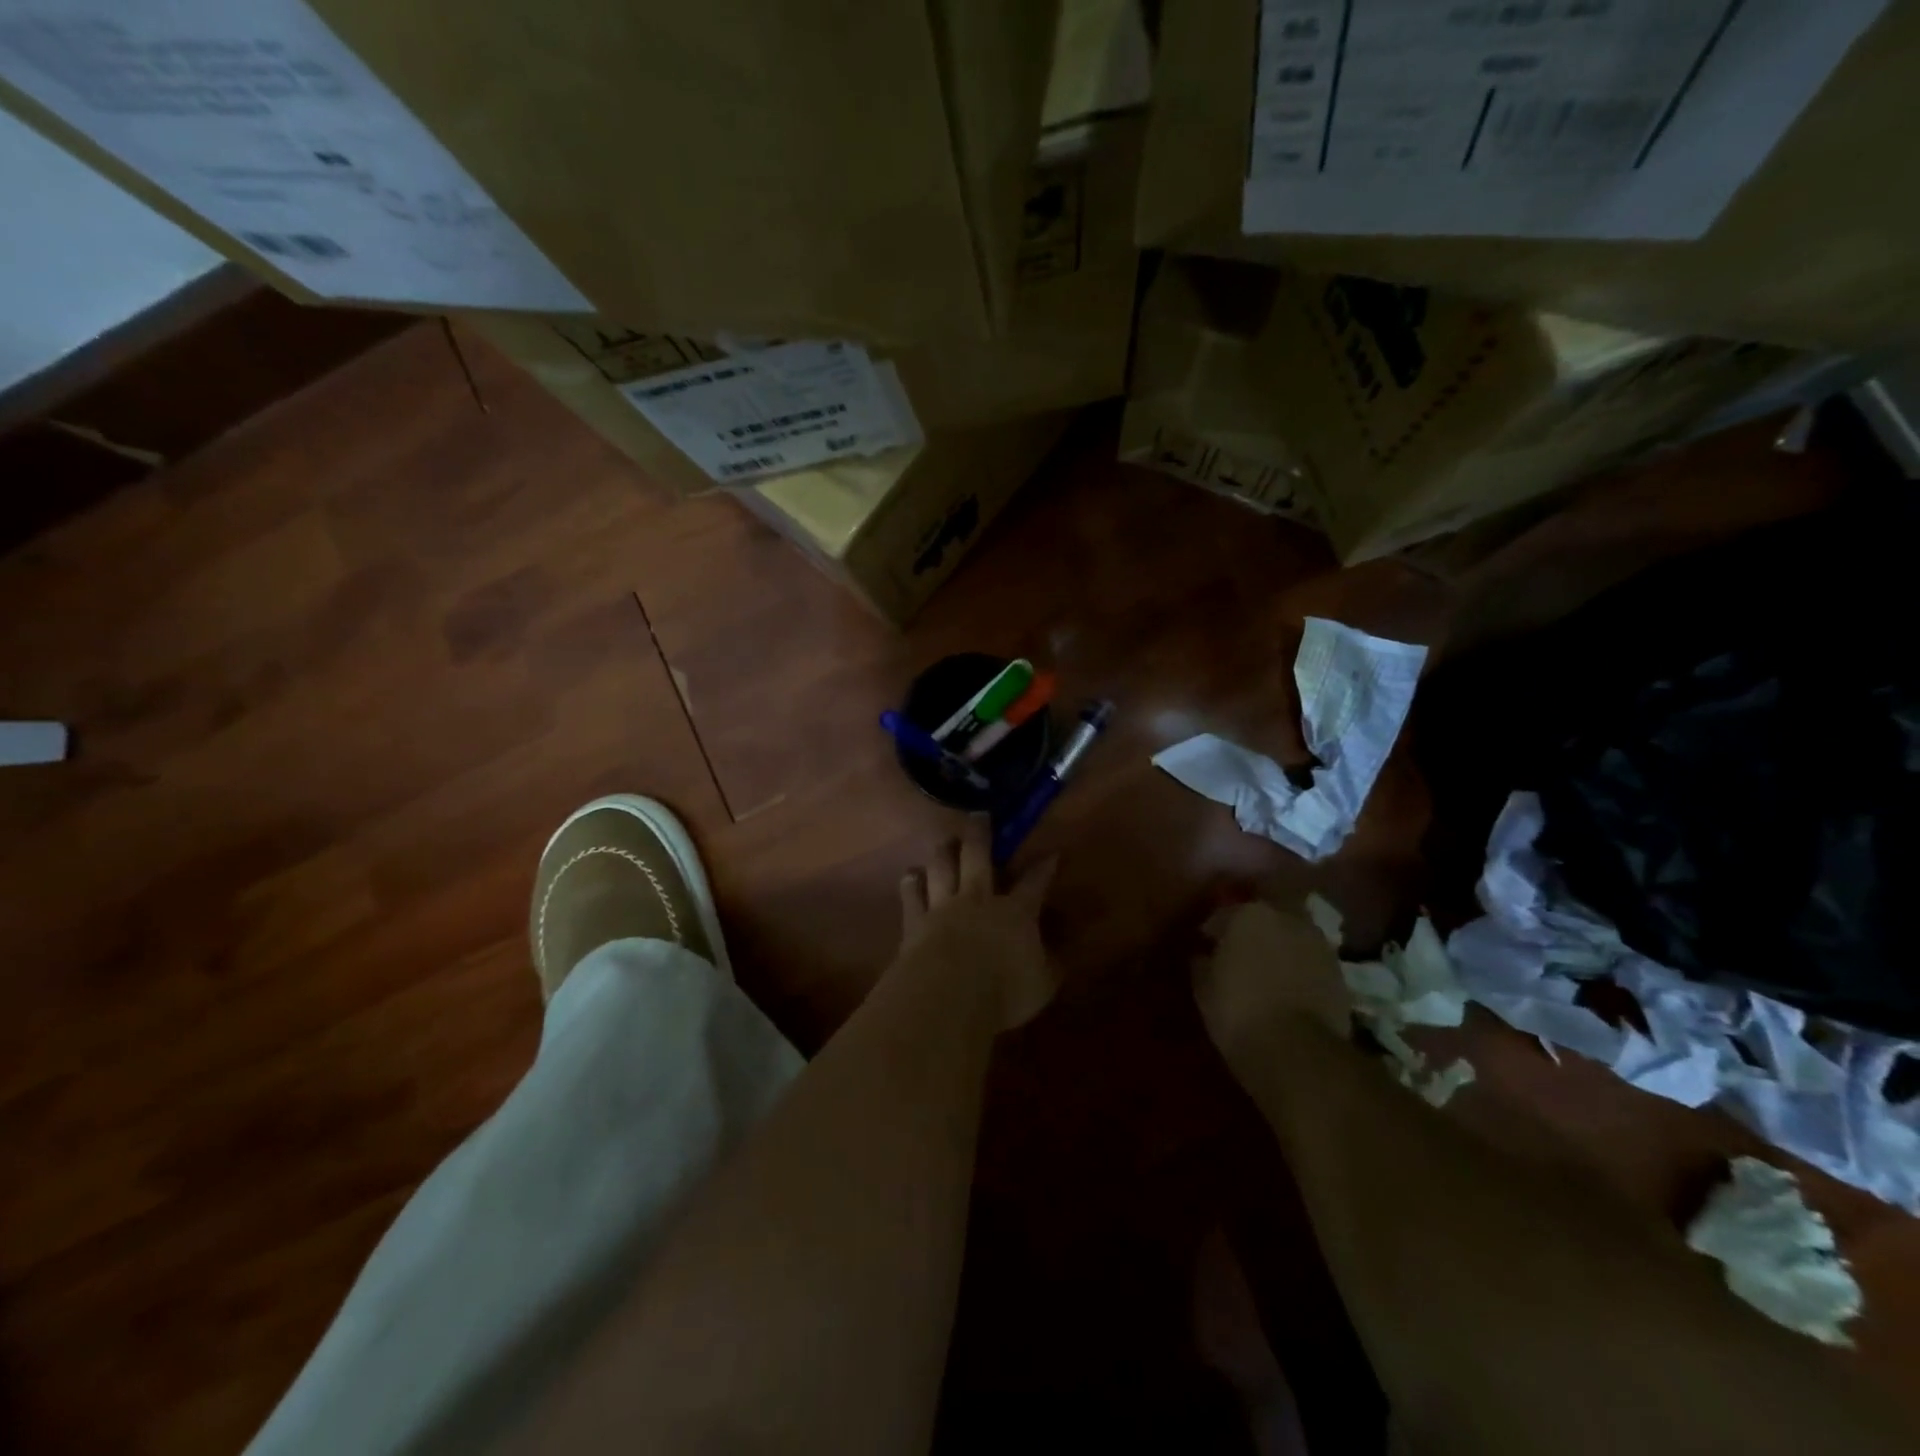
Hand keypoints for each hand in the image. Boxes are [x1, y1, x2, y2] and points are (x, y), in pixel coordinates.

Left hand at [897, 815, 1058, 1027]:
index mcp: (1016, 913)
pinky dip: (911, 884)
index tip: (1051, 852)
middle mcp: (978, 900)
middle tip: (979, 815)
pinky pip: (912, 896)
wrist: (947, 996)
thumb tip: (1055, 956)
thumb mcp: (1042, 985)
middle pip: (978, 858)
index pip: (1034, 884)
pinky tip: (909, 875)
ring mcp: (943, 908)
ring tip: (943, 838)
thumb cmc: (1003, 992)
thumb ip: (1048, 966)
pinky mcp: (915, 923)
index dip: (1043, 868)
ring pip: (942, 868)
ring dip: (943, 851)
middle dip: (981, 834)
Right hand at [1194, 901, 1349, 1077]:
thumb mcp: (1204, 988)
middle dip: (1255, 926)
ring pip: (1293, 933)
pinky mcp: (1339, 971)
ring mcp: (1318, 942)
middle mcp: (1287, 917)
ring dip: (1282, 943)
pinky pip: (1311, 958)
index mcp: (1249, 914)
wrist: (1297, 1050)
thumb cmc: (1238, 1011)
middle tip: (1242, 948)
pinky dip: (1301, 965)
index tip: (1206, 945)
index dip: (1213, 930)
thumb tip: (1205, 955)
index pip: (1224, 913)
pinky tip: (1291, 984)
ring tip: (1270, 966)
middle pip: (1267, 913)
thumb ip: (1203, 963)